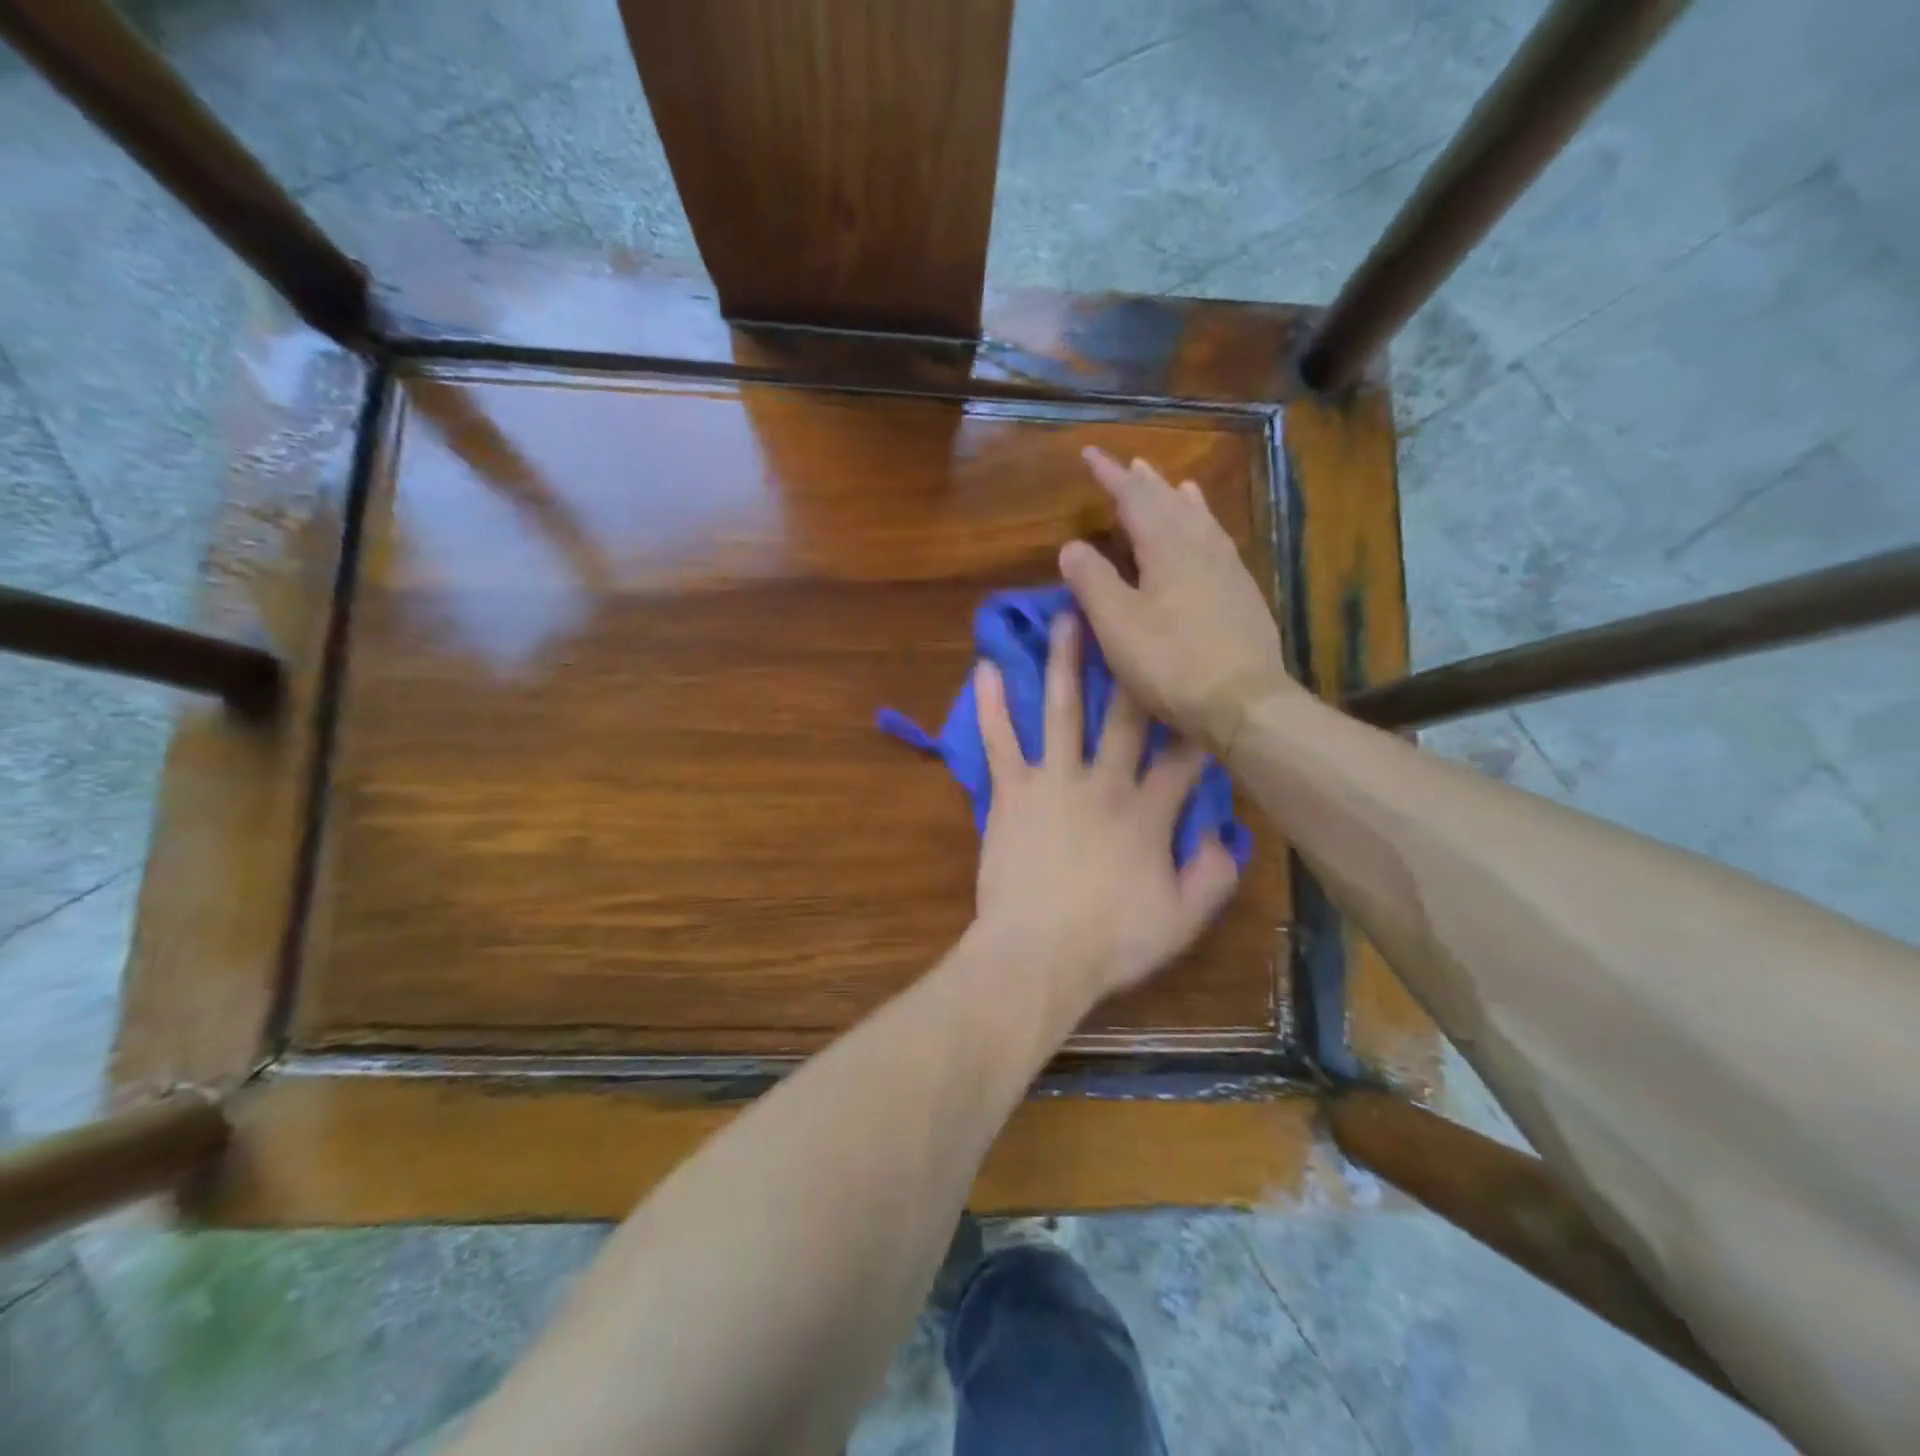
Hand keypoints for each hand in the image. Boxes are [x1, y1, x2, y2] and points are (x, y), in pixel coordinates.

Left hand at [971, 613, 1241, 1011]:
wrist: (1036, 956)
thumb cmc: (1110, 942)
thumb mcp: (1181, 920)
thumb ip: (1212, 875)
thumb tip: (1225, 834)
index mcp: (1149, 813)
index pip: (1183, 755)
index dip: (1197, 720)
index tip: (1203, 686)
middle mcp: (1104, 783)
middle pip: (1124, 714)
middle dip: (1131, 663)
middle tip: (1132, 614)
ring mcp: (1054, 782)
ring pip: (1062, 710)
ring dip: (1064, 662)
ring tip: (1066, 616)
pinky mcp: (1011, 792)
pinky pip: (1000, 741)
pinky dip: (991, 705)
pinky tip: (984, 667)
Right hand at [1059, 448, 1296, 755]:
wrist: (1244, 702)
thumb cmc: (1171, 664)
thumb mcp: (1117, 625)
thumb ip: (1092, 581)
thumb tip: (1072, 545)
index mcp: (1168, 548)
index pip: (1134, 499)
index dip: (1110, 476)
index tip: (1090, 454)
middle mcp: (1202, 548)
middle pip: (1171, 504)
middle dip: (1146, 483)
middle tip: (1131, 464)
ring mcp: (1229, 571)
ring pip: (1202, 521)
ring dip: (1182, 500)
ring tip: (1176, 484)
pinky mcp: (1244, 596)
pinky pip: (1220, 543)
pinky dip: (1207, 527)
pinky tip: (1210, 536)